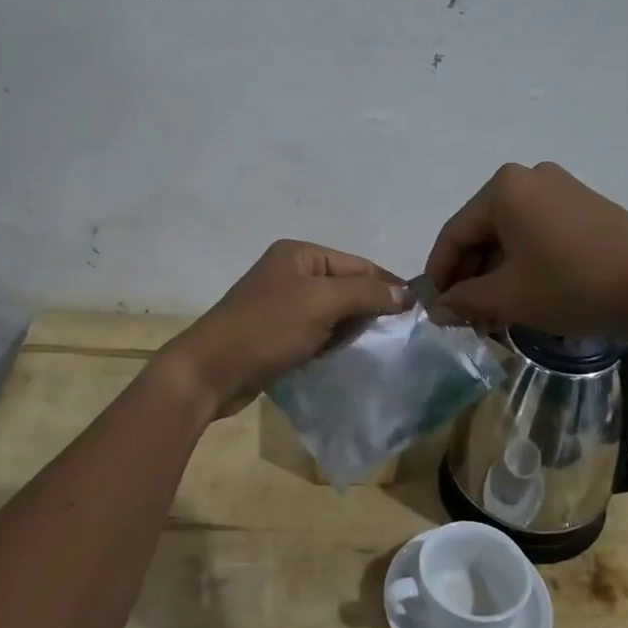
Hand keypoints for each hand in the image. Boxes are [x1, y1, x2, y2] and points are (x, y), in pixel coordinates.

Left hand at [156, 240, 409, 419]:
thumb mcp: (321, 303)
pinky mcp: (277, 333)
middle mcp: (291, 273)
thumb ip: (366, 293)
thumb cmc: (266, 329)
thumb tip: (407, 292)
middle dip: (371, 309)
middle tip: (397, 337)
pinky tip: (344, 357)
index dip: (388, 286)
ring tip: (375, 350)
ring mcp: (282, 304)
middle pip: (347, 286)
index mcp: (299, 255)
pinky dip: (332, 342)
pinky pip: (317, 332)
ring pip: (333, 312)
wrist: (209, 373)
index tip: (417, 313)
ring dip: (352, 329)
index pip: (358, 264)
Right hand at [424, 162, 627, 334]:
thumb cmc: (573, 284)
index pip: (454, 234)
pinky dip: (525, 266)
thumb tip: (438, 309)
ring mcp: (561, 190)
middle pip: (483, 233)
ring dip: (498, 277)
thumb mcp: (509, 297)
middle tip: (467, 319)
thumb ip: (465, 300)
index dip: (440, 275)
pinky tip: (526, 298)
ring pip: (511, 237)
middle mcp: (529, 178)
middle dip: (472, 279)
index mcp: (503, 189)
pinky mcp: (586, 208)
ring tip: (496, 317)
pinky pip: (539, 235)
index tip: (434, 309)